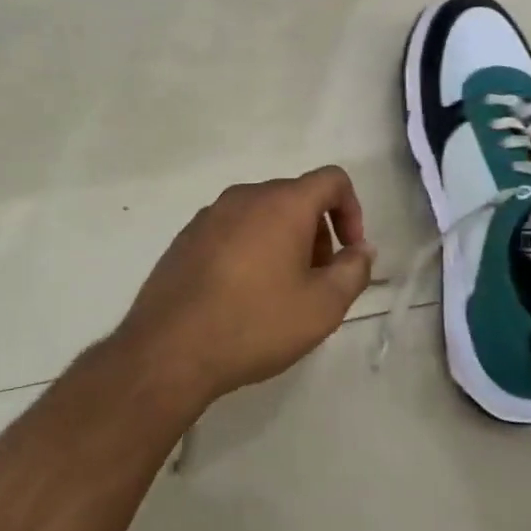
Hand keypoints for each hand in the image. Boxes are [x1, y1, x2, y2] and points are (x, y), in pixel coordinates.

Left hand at [114, 166, 375, 406]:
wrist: (169, 350)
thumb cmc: (255, 324)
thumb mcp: (322, 307)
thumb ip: (354, 271)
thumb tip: (361, 250)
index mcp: (282, 203)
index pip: (331, 180)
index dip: (352, 210)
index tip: (349, 252)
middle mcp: (244, 197)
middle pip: (296, 198)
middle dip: (317, 233)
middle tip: (317, 281)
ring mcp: (209, 215)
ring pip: (262, 215)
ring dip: (284, 242)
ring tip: (280, 293)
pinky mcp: (186, 238)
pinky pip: (232, 230)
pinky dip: (250, 249)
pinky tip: (242, 296)